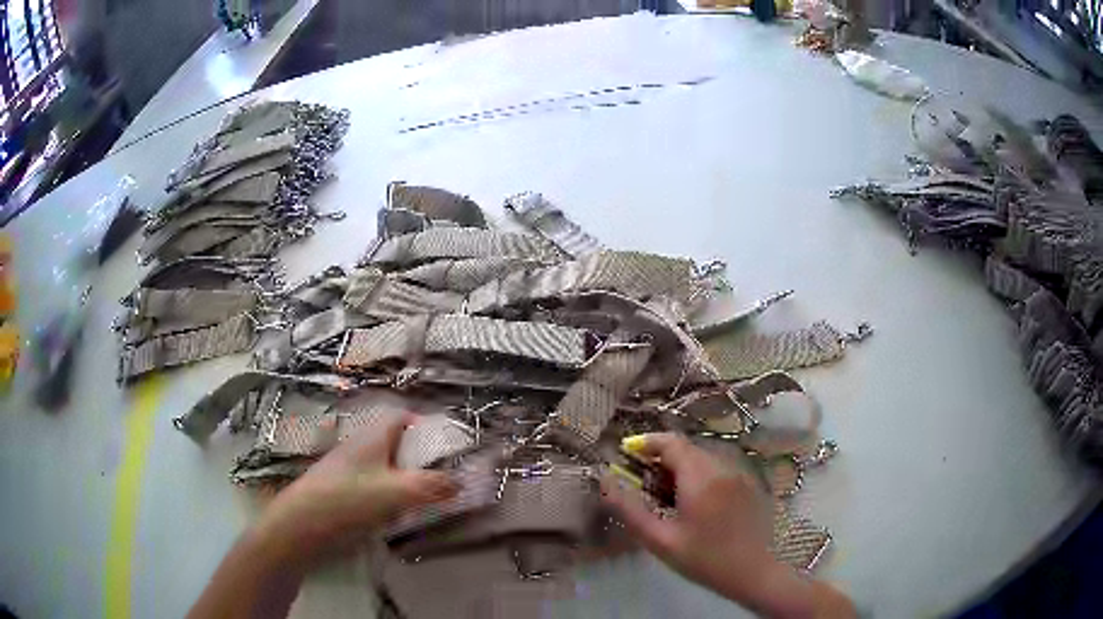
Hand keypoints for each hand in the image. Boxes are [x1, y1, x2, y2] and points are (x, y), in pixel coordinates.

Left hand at [255, 414, 458, 563]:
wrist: (302, 525)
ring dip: (405, 480)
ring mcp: (348, 470)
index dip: (424, 425)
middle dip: (418, 459)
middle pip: (394, 444)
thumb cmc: (349, 499)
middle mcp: (359, 448)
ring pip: (384, 468)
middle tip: (440, 478)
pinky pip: (373, 488)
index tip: (445, 446)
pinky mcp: (342, 492)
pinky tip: (395, 516)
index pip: (401, 417)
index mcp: (372, 437)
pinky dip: (389, 497)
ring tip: (424, 500)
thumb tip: (460, 482)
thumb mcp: (397, 491)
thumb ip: (432, 486)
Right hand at [601, 433, 854, 617]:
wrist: (752, 572)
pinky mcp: (747, 484)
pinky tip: (692, 502)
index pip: (671, 442)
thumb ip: (630, 509)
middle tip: (643, 483)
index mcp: (700, 478)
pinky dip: (697, 474)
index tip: (626, 453)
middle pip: (686, 448)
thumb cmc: (703, 559)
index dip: (646, 442)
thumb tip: (605, 481)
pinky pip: (716, 468)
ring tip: (665, 495)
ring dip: (679, 466)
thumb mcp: (660, 540)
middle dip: (661, 458)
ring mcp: (738, 474)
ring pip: (702, 457)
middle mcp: (722, 467)